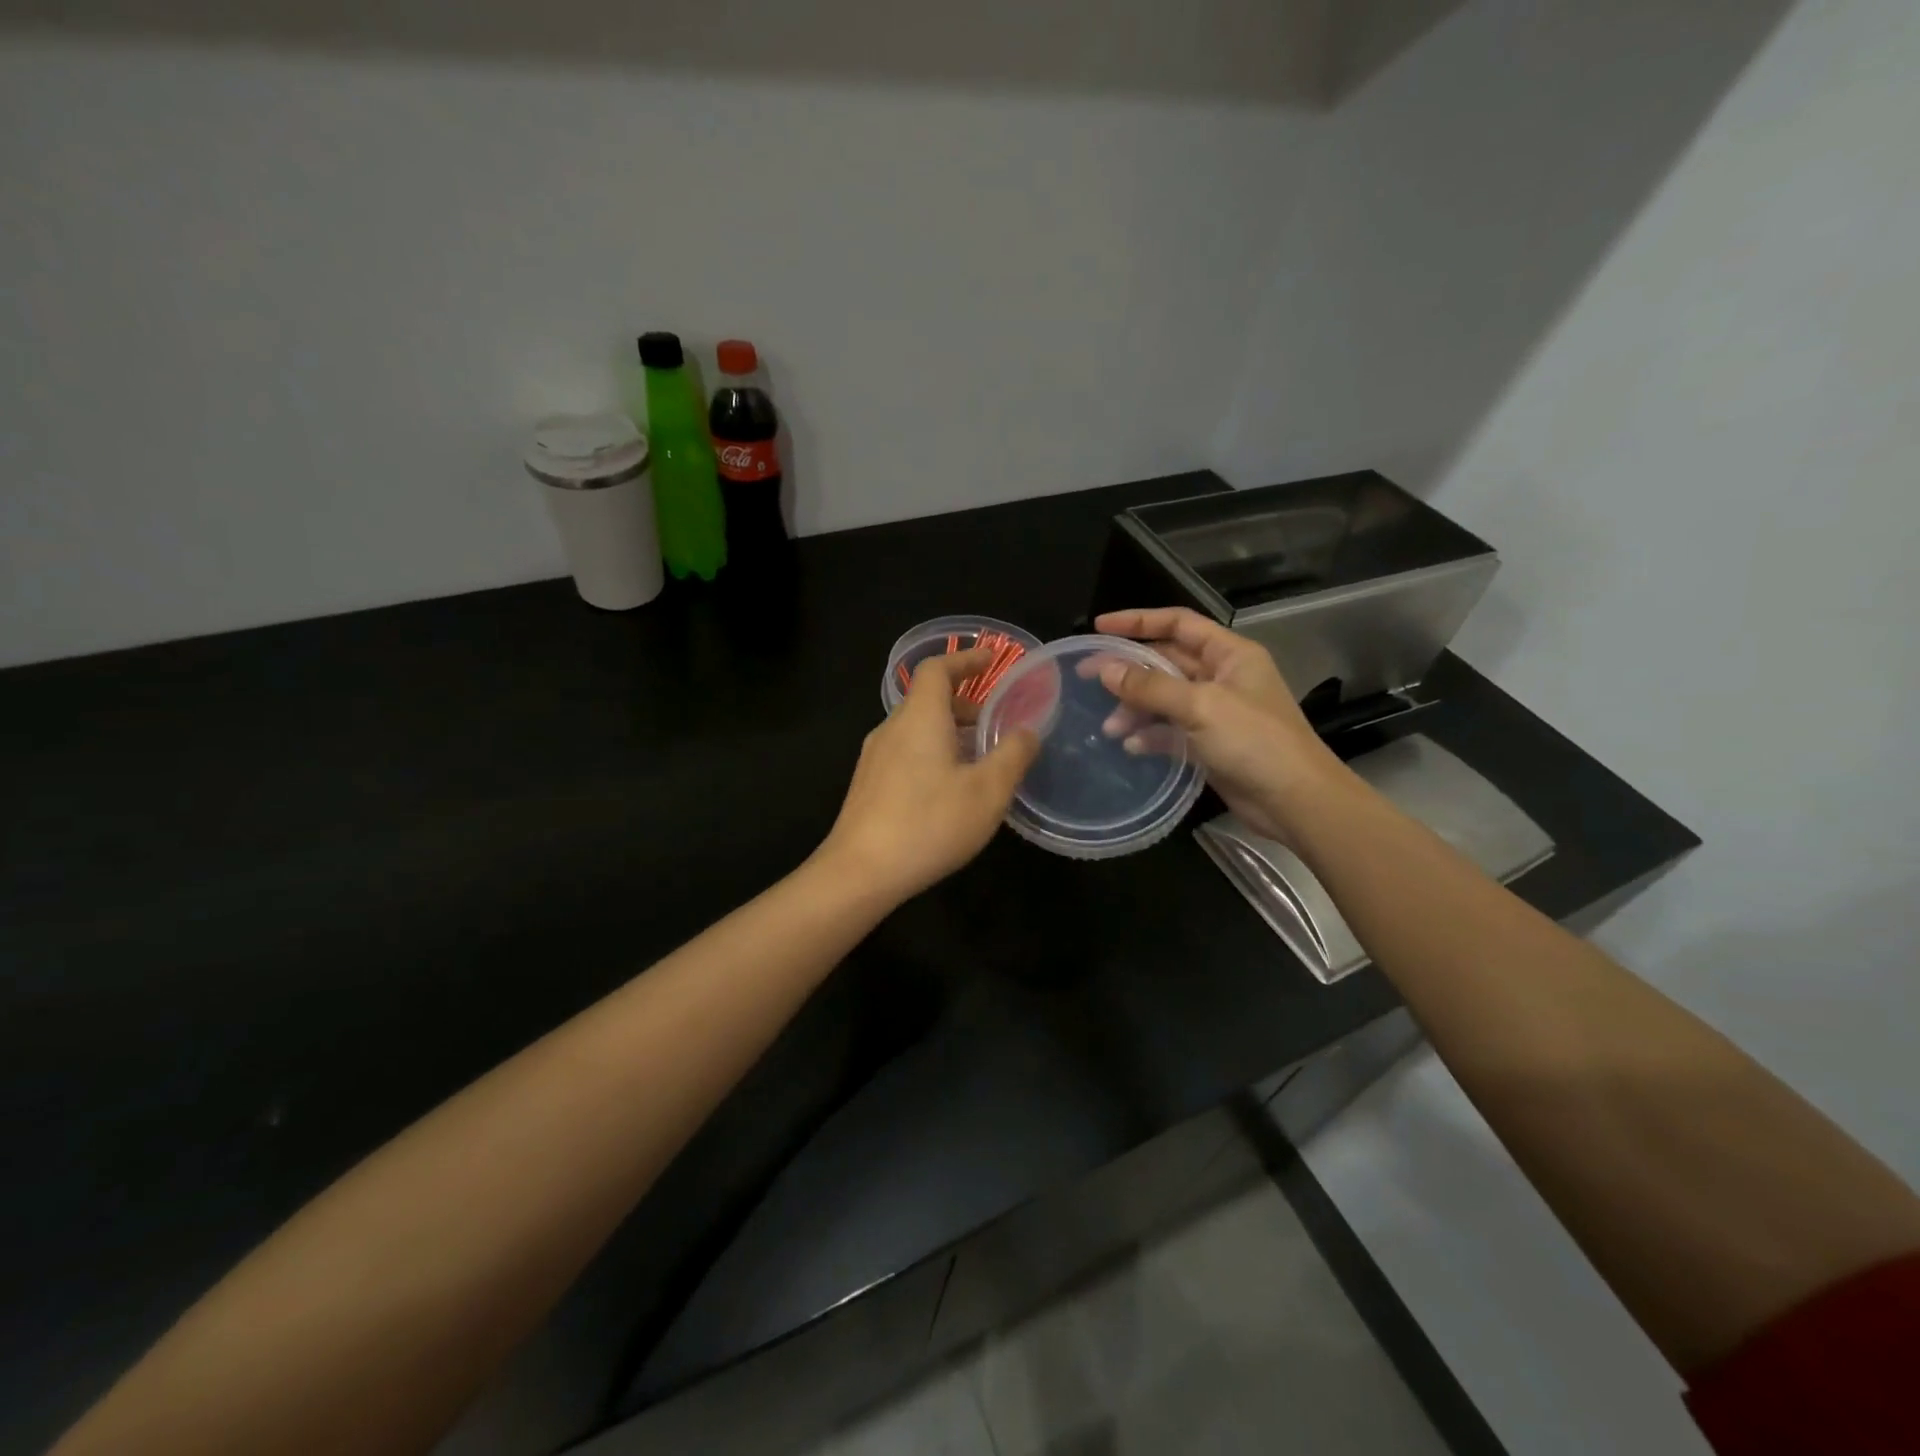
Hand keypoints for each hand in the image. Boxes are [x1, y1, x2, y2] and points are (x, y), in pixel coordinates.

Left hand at [820, 647, 1040, 902]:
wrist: (860, 872)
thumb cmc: (929, 823)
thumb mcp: (987, 791)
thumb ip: (1012, 755)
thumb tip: (1027, 731)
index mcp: (920, 718)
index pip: (937, 669)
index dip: (965, 659)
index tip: (992, 659)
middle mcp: (892, 729)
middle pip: (927, 699)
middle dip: (964, 702)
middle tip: (995, 721)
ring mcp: (874, 758)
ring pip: (917, 728)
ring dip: (949, 731)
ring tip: (979, 758)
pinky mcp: (868, 785)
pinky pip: (906, 752)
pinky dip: (933, 752)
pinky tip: (950, 788)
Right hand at [1092, 607, 1347, 841]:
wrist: (1295, 801)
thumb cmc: (1255, 741)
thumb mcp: (1200, 706)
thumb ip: (1151, 686)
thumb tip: (1106, 670)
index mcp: (1230, 654)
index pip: (1178, 623)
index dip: (1139, 621)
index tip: (1100, 627)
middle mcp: (1223, 677)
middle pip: (1167, 662)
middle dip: (1130, 670)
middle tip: (1088, 677)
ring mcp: (1216, 712)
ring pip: (1165, 699)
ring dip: (1136, 708)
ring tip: (1109, 726)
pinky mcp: (1210, 744)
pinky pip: (1171, 730)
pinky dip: (1150, 735)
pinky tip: (1130, 746)